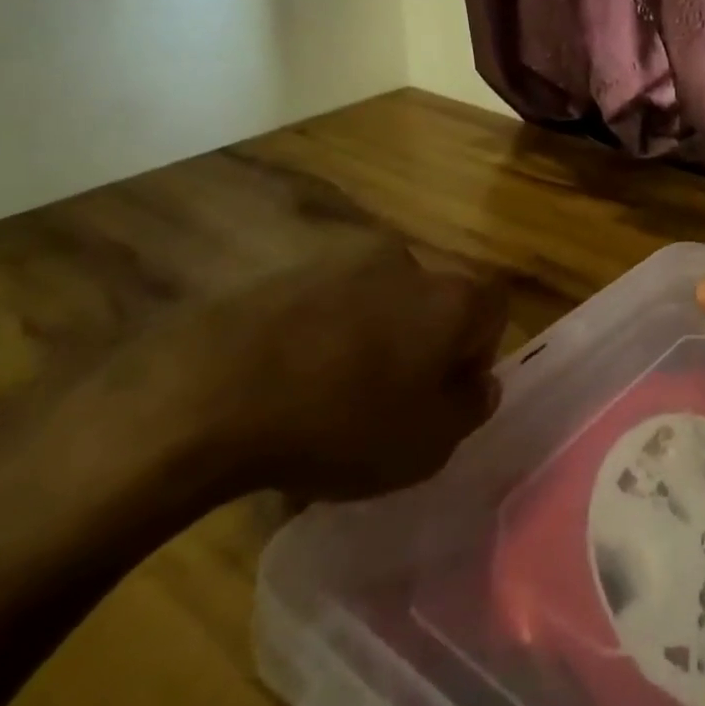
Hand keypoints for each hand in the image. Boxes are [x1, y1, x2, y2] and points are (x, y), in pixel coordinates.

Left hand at [135, 233, 507, 500]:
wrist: (211, 392)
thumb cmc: (340, 423)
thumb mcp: (426, 445)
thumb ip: (469, 410)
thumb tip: (480, 385)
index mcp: (450, 297)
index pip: (494, 308)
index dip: (478, 353)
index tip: (445, 395)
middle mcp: (407, 263)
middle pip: (434, 301)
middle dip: (421, 344)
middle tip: (390, 399)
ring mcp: (343, 260)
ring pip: (379, 301)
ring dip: (370, 338)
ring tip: (330, 396)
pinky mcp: (288, 271)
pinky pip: (326, 304)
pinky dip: (322, 335)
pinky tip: (290, 383)